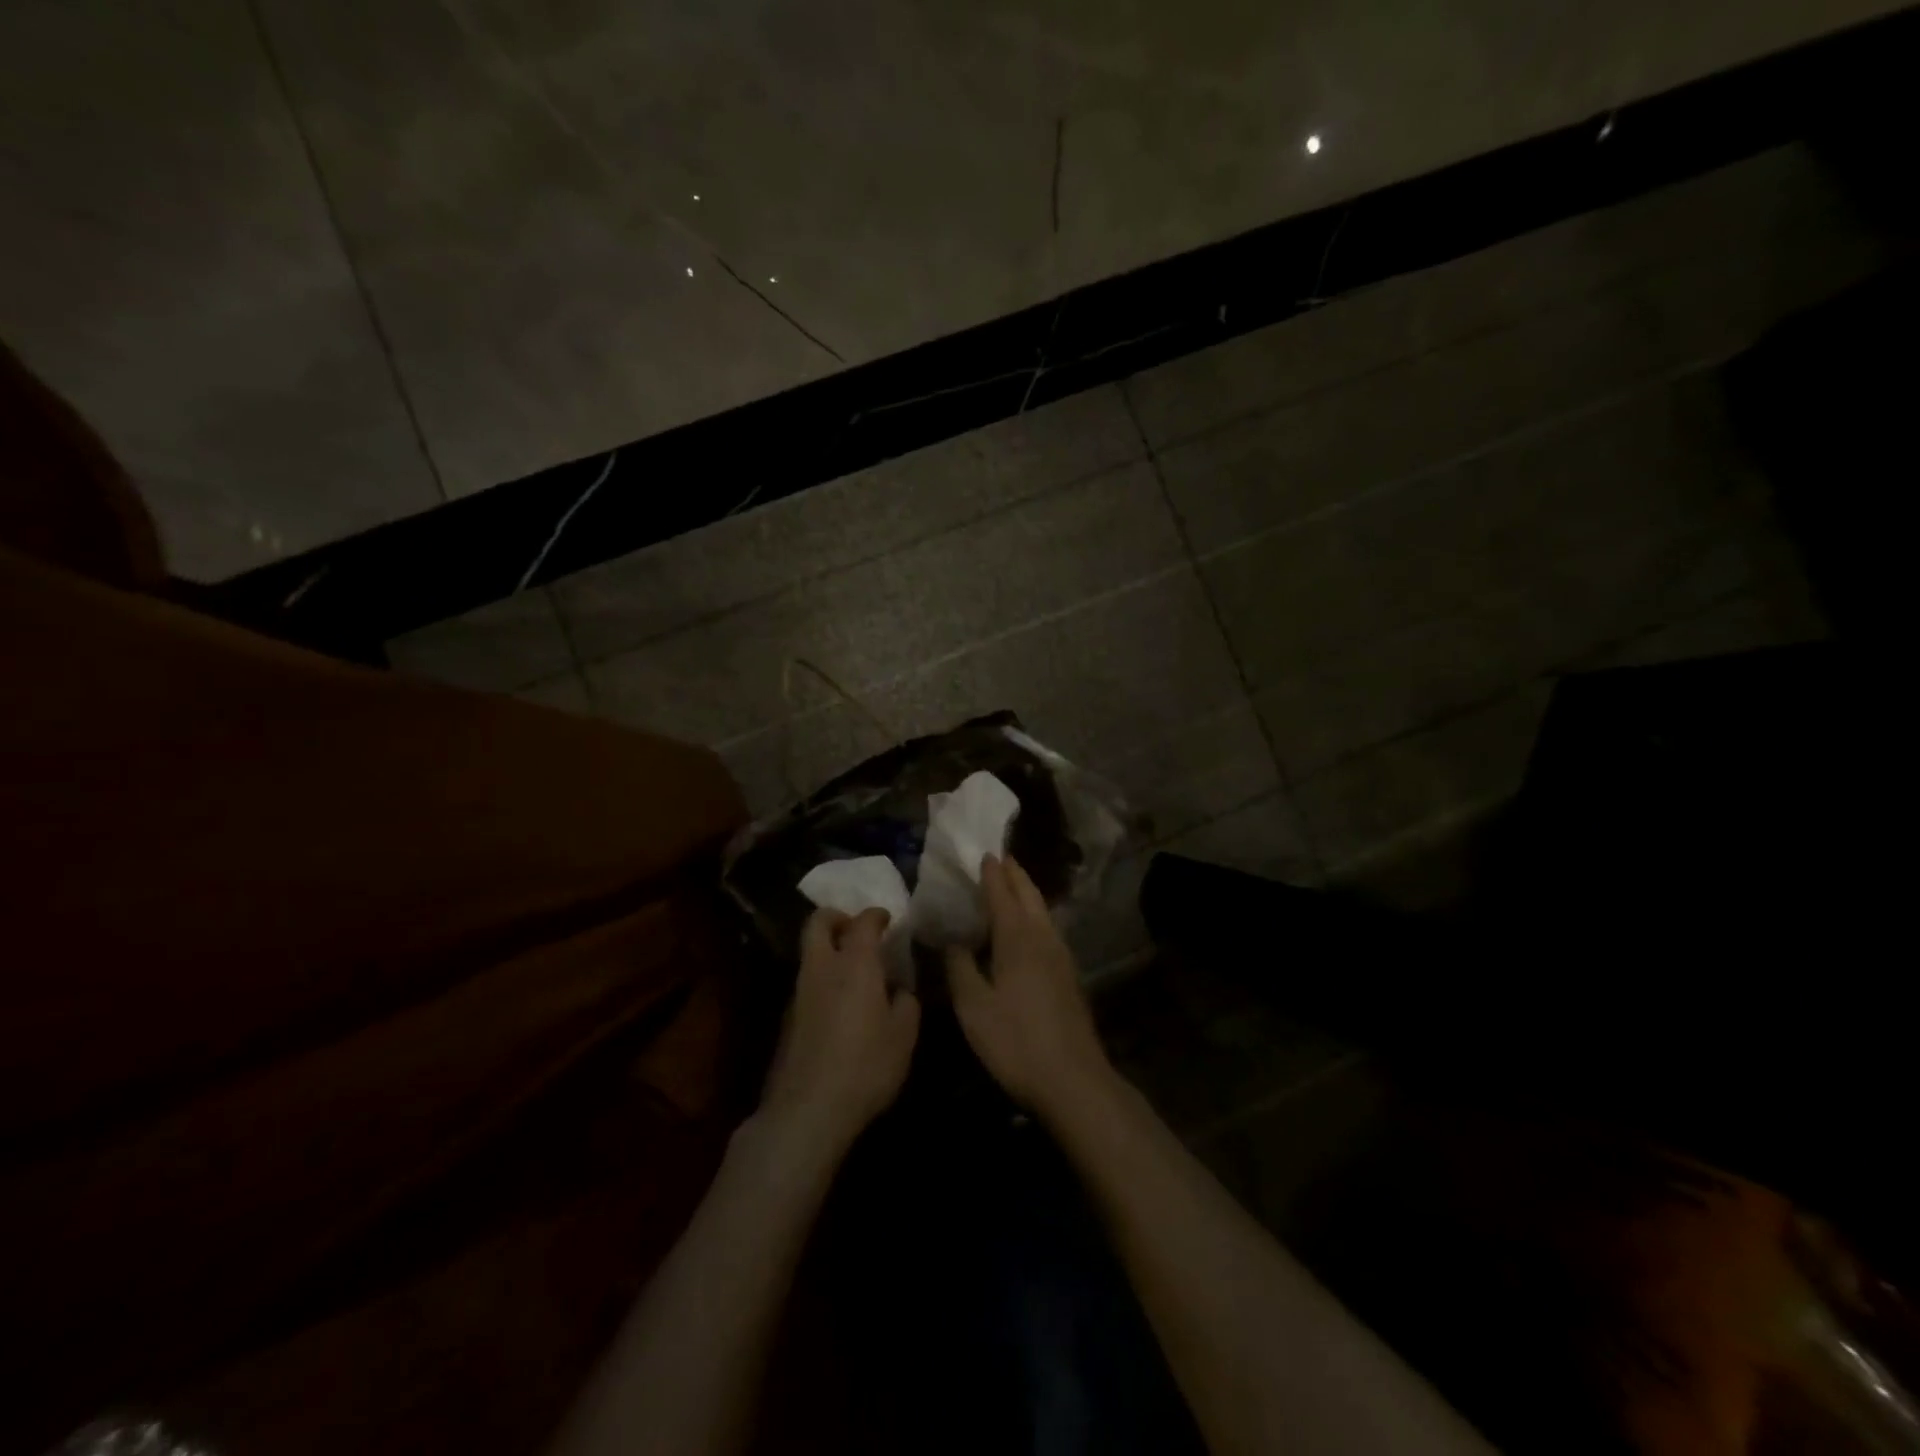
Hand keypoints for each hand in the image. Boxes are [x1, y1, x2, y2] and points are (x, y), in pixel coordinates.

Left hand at [759, 908, 920, 1156]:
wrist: (807, 1110)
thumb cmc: (865, 1066)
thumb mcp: (904, 1036)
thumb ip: (906, 1003)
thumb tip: (899, 990)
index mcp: (855, 964)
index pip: (863, 922)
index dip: (876, 915)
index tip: (887, 919)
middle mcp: (822, 968)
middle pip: (818, 923)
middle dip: (837, 917)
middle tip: (856, 929)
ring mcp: (799, 992)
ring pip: (810, 953)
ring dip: (829, 950)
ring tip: (854, 970)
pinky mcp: (788, 1018)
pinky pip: (807, 982)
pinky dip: (823, 979)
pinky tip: (841, 1005)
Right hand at [944, 855, 1114, 1123]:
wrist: (1073, 1080)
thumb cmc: (1015, 1041)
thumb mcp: (973, 1007)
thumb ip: (959, 967)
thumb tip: (952, 941)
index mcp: (1018, 938)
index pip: (1003, 893)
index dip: (992, 872)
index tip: (984, 852)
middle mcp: (1043, 937)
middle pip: (1029, 895)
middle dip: (1014, 874)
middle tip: (1000, 857)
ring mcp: (1061, 956)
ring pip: (1042, 911)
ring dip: (1026, 892)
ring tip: (1011, 884)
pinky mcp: (1068, 975)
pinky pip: (1048, 929)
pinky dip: (1034, 915)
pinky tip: (1026, 928)